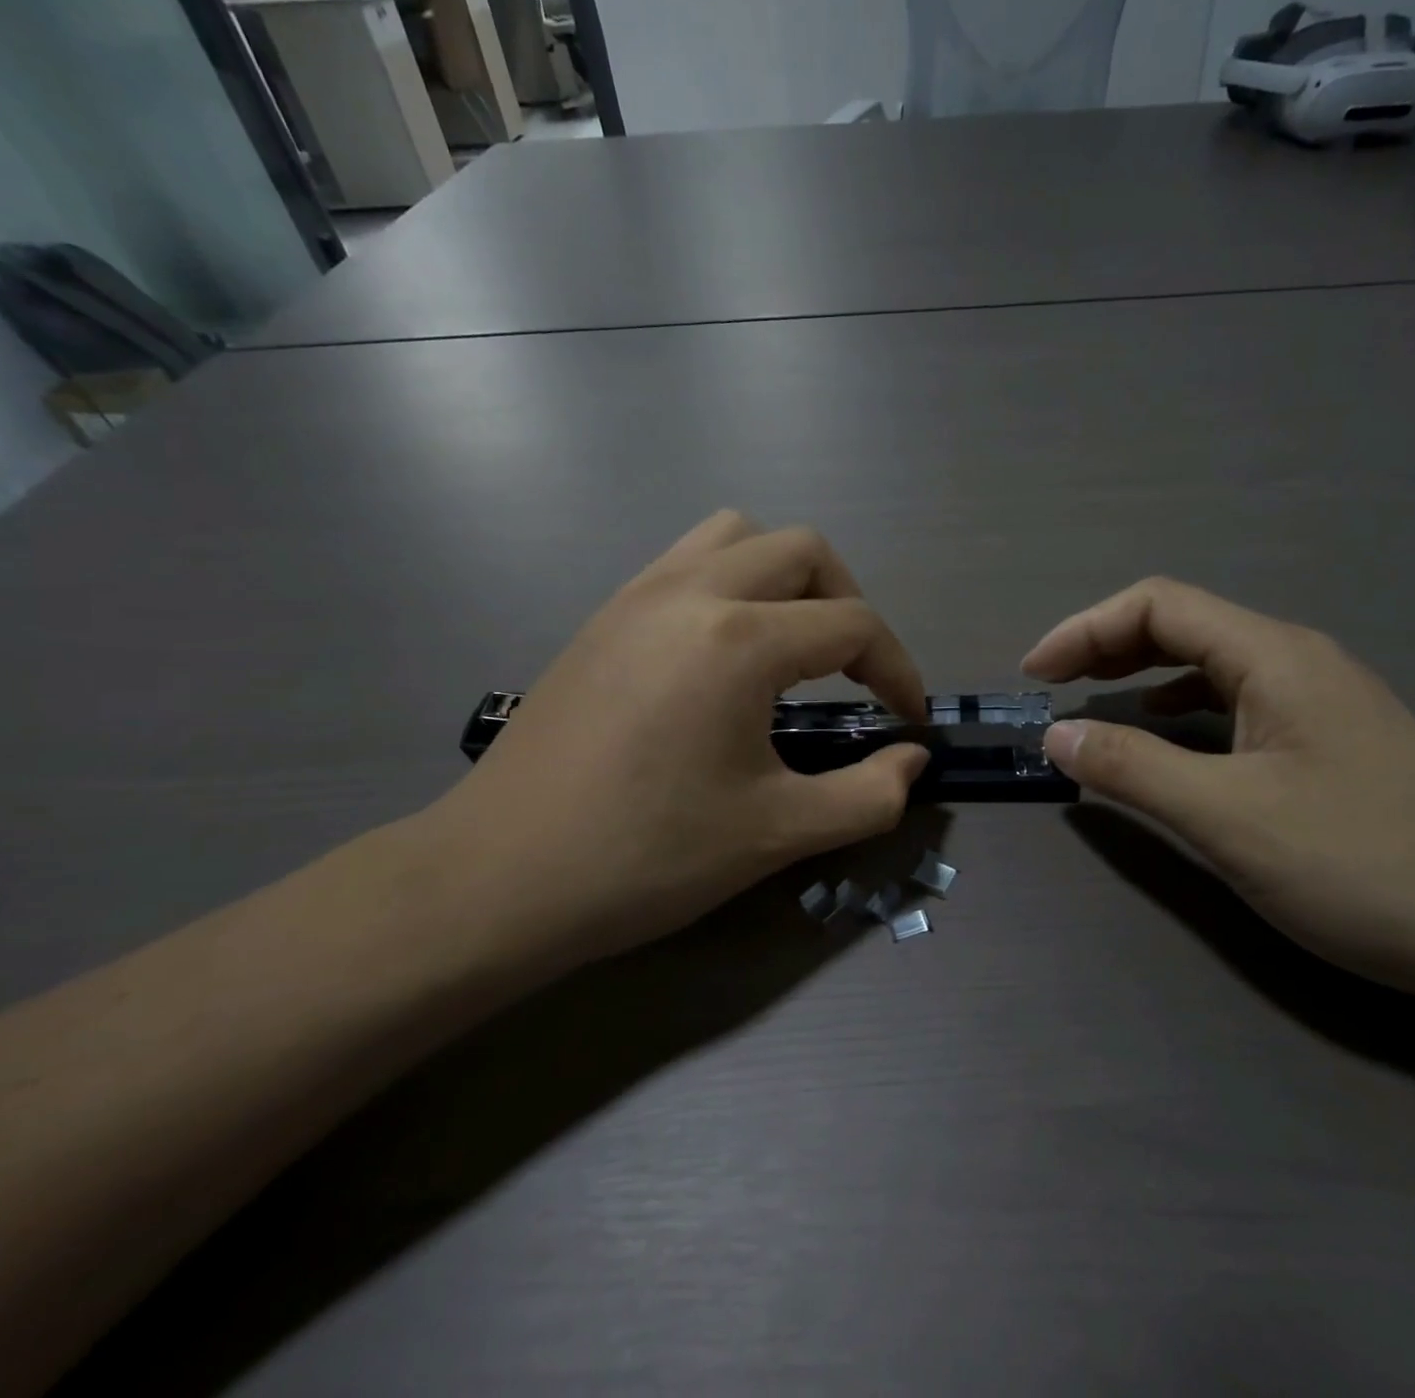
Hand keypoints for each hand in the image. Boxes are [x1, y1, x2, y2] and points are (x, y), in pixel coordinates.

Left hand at [416, 511, 929, 966]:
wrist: (500, 877)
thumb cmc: (648, 857)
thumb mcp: (777, 834)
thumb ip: (867, 795)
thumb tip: (914, 759)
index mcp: (739, 641)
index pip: (853, 624)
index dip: (897, 669)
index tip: (908, 719)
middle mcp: (692, 592)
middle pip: (804, 551)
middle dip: (849, 604)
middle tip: (854, 674)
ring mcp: (639, 595)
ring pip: (738, 536)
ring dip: (786, 578)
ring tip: (792, 646)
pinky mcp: (605, 615)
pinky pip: (686, 560)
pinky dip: (731, 582)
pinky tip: (725, 652)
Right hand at [1023, 578, 1414, 992]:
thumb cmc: (1361, 868)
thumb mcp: (1226, 819)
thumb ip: (1131, 769)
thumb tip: (1055, 735)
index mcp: (1275, 656)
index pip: (1158, 605)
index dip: (1084, 630)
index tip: (1034, 675)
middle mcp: (1298, 660)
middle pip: (1183, 624)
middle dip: (1106, 645)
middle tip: (1052, 686)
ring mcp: (1319, 699)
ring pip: (1209, 661)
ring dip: (1141, 672)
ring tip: (1093, 702)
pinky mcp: (1328, 738)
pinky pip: (1234, 699)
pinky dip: (1180, 705)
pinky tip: (1166, 732)